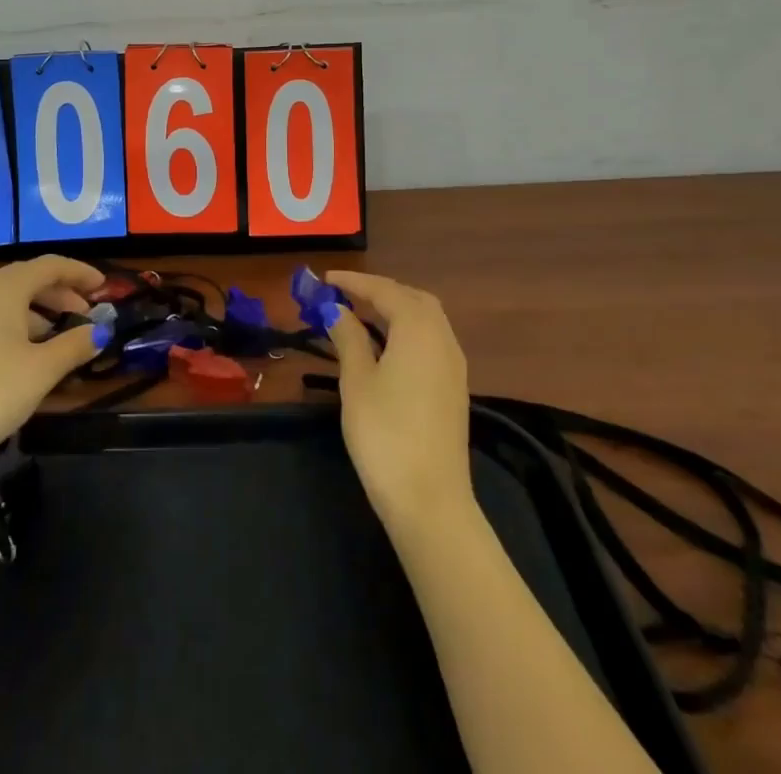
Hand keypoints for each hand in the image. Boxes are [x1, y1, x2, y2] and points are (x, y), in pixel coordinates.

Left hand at [0, 256, 109, 472]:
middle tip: (87, 313)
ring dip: (41, 310)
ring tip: (62, 337)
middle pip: (30, 279)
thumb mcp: (41, 370)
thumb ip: (74, 345)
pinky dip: (20, 324)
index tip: (105, 287)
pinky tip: (29, 354)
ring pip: (11, 299)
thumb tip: (101, 331)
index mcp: (5, 289)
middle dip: (62, 292)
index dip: (80, 272)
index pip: (50, 265)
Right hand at [325, 271, 473, 529]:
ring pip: (427, 319)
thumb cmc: (385, 434)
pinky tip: (387, 347)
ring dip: (396, 309)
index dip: (354, 282)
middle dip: (380, 291)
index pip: (385, 290)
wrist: (430, 501)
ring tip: (362, 315)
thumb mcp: (357, 381)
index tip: (326, 279)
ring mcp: (454, 365)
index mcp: (419, 329)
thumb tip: (337, 309)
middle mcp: (443, 338)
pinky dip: (408, 330)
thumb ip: (348, 338)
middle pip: (413, 298)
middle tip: (346, 295)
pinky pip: (432, 341)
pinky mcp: (454, 388)